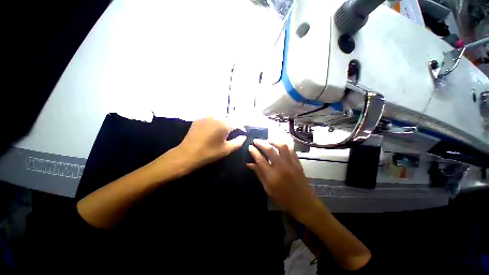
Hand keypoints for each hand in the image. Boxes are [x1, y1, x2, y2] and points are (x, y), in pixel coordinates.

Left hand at [176, 117, 246, 169]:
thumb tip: (243, 137)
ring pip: (220, 117)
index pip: (237, 123)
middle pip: (229, 119)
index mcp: (224, 124)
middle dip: (233, 125)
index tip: (242, 134)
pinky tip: (213, 130)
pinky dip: (215, 123)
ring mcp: (206, 117)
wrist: (187, 154)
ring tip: (223, 131)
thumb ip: (238, 142)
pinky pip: (211, 119)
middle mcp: (216, 117)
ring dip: (224, 123)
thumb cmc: (209, 153)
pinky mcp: (199, 120)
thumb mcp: (226, 149)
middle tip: (233, 133)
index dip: (241, 128)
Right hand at [247, 139, 319, 219]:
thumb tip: (249, 164)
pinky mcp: (298, 162)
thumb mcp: (268, 189)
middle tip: (255, 140)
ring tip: (267, 140)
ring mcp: (291, 163)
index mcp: (272, 176)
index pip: (260, 159)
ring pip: (282, 146)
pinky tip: (279, 145)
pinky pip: (291, 149)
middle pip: (270, 150)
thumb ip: (259, 174)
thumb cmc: (283, 198)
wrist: (303, 202)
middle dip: (261, 143)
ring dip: (273, 141)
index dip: (254, 151)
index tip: (250, 147)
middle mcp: (281, 167)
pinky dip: (284, 145)